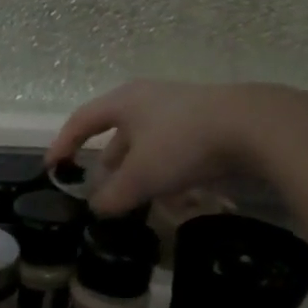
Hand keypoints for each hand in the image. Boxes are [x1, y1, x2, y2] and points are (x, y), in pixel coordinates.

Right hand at [47, 80, 307, 214]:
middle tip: (102, 189)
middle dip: (109, 165)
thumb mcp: (140, 177)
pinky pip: (176, 151)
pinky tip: (178, 199)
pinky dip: (169, 174)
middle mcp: (150, 99)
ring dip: (141, 173)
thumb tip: (98, 208)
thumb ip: (112, 197)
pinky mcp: (209, 123)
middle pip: (117, 133)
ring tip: (141, 200)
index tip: (52, 168)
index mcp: (125, 102)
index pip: (82, 121)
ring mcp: (182, 109)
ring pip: (149, 145)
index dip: (63, 144)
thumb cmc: (182, 144)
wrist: (256, 127)